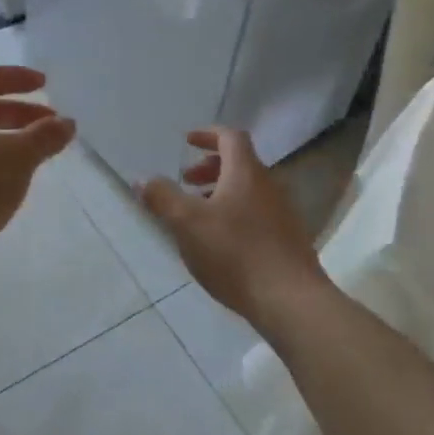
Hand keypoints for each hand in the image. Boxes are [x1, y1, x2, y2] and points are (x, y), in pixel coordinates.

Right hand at [138, 128, 330, 331]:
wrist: (290, 300)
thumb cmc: (235, 253)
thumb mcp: (187, 223)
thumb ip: (163, 197)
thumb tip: (142, 179)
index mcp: (246, 172)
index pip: (230, 137)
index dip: (208, 134)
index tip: (187, 141)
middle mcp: (269, 185)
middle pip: (240, 163)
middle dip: (210, 167)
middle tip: (186, 182)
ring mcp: (283, 213)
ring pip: (248, 190)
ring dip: (221, 193)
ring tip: (198, 215)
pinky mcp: (288, 239)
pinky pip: (258, 213)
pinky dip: (236, 213)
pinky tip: (221, 242)